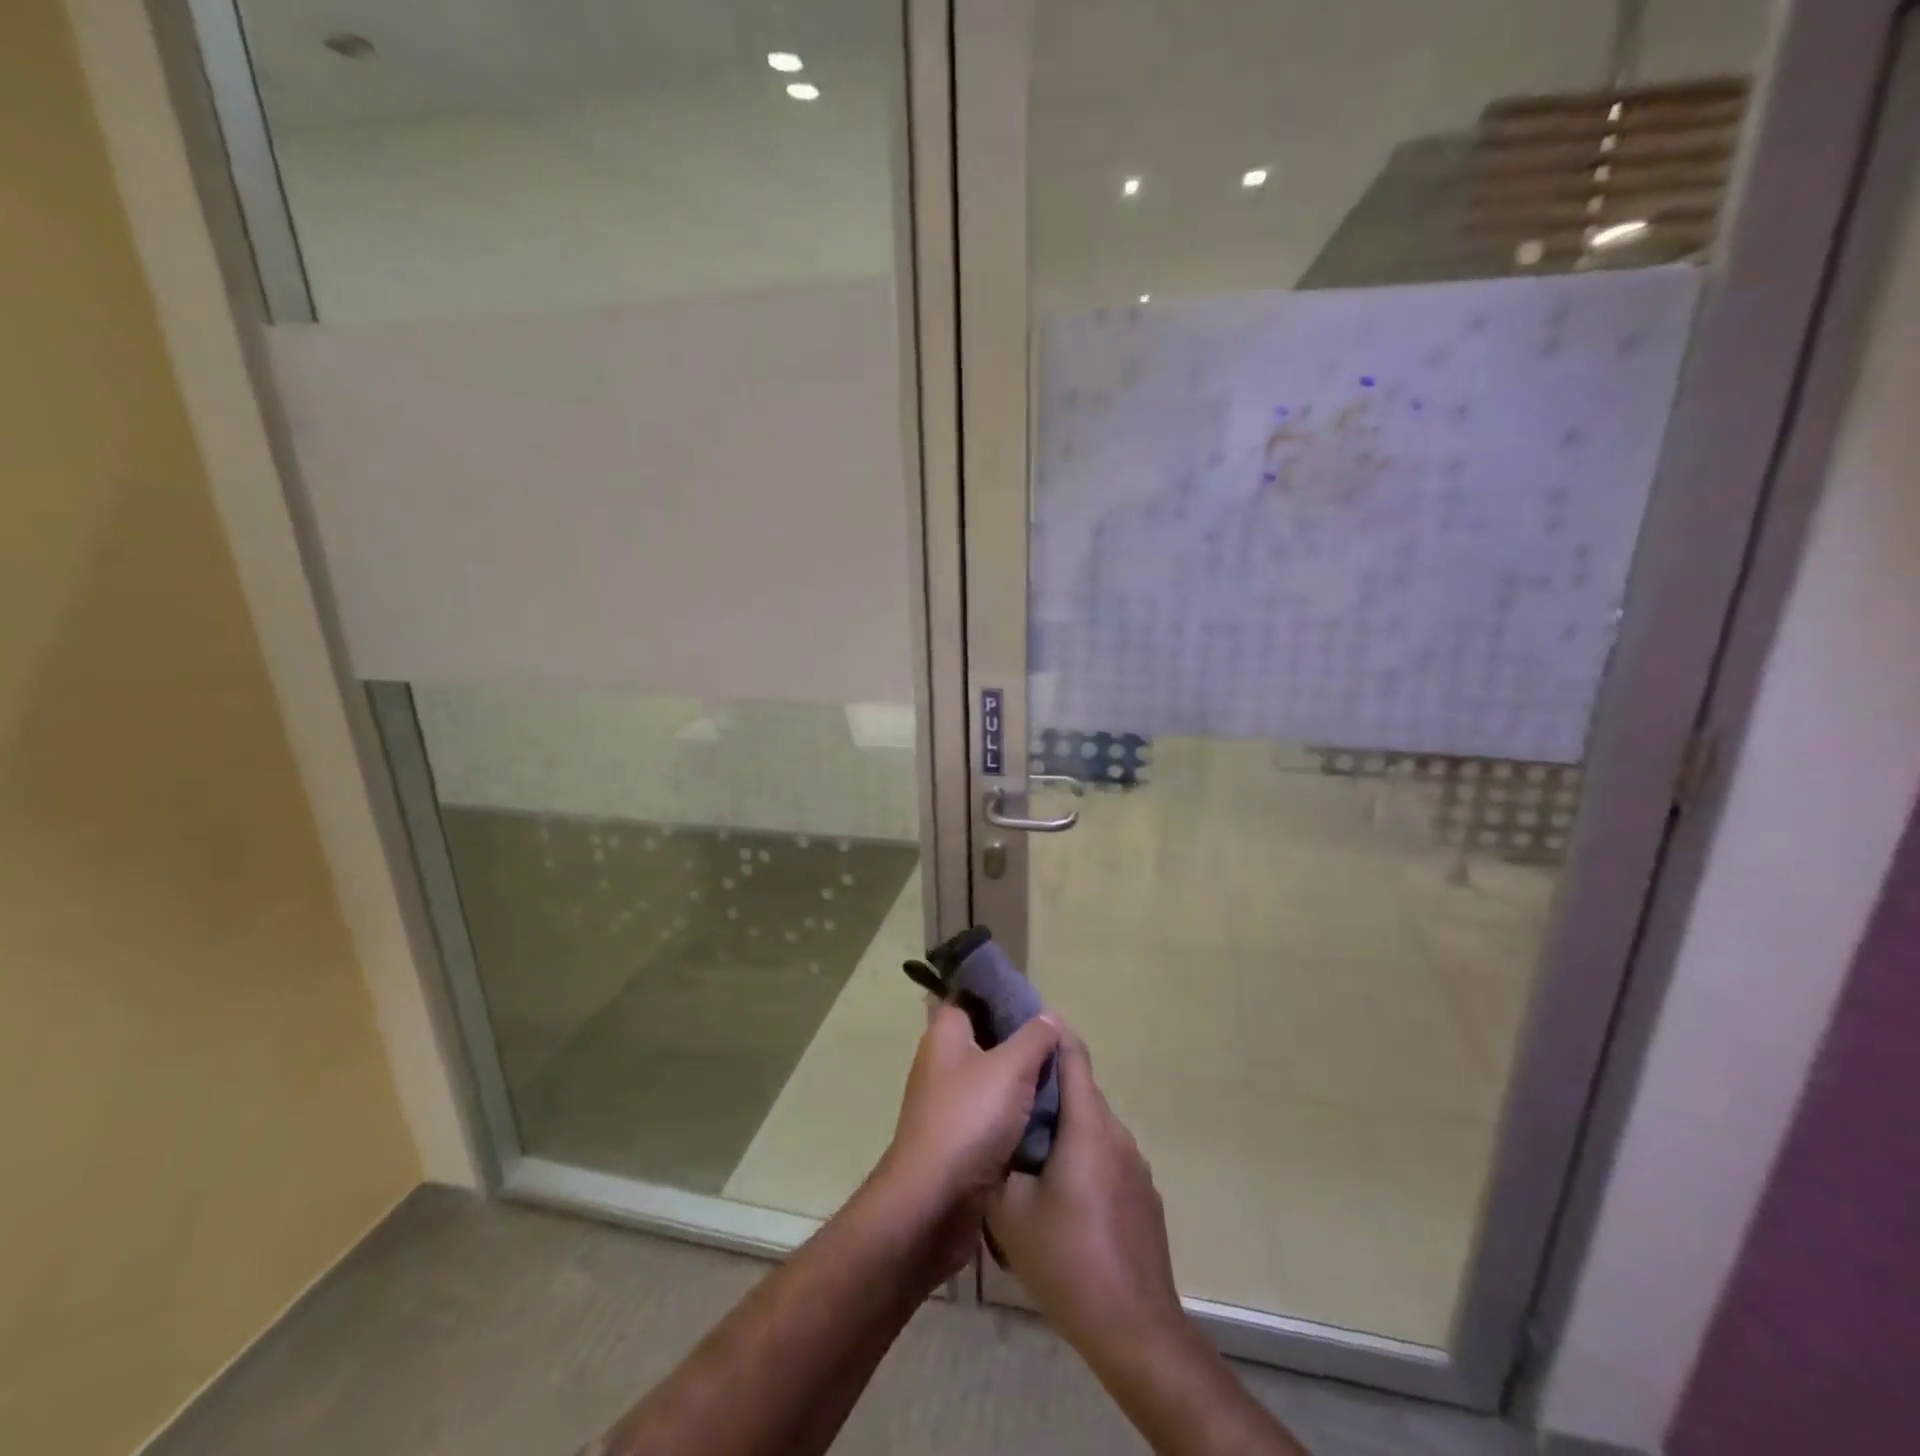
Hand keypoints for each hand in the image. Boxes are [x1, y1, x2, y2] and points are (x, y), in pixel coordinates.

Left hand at [880, 1003, 1061, 1211]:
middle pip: (988, 1036)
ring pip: (994, 1077)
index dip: (1002, 992)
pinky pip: (995, 1112)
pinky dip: (1018, 1112)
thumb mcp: (1010, 1068)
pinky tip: (1050, 1113)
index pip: (972, 995)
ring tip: (1064, 1075)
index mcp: (946, 1033)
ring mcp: (950, 1100)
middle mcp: (943, 1061)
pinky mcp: (961, 1136)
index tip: (1037, 998)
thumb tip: (1049, 1015)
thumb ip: (1033, 1038)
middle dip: (1022, 1039)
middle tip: (1061, 1040)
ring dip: (1024, 1079)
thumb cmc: (968, 1119)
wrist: (934, 1201)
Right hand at [985, 1031, 1184, 1365]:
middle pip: (1081, 1089)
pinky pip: (1107, 1155)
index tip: (1022, 1025)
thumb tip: (985, 1141)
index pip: (1072, 1055)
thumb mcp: (1009, 1213)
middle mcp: (1116, 1134)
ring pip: (1093, 1125)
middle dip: (1047, 1084)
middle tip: (1009, 1092)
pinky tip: (1061, 1191)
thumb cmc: (1067, 1260)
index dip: (1049, 1034)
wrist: (1134, 1329)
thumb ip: (995, 1164)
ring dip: (1064, 1124)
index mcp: (1087, 1126)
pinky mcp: (1144, 1195)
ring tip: (1028, 1144)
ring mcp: (1135, 1165)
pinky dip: (1083, 1154)